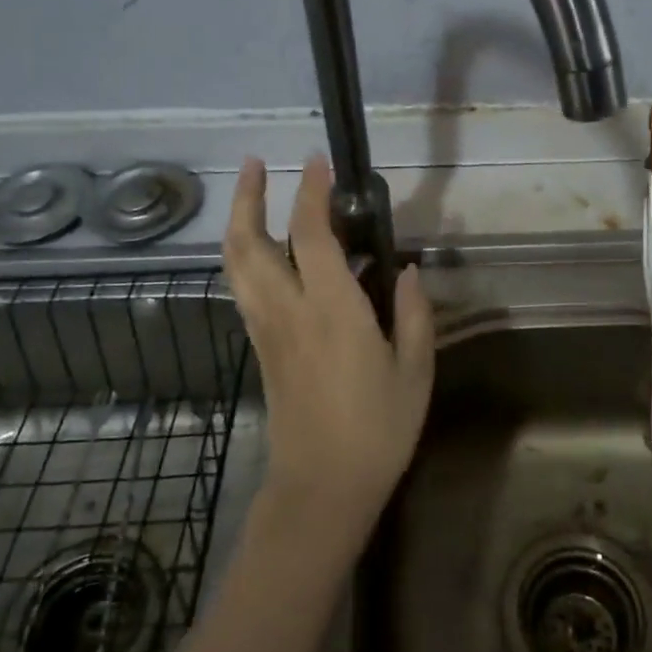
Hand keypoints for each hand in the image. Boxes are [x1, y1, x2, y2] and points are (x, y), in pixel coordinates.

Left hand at [221, 155, 434, 537]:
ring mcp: (266, 330)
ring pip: (236, 266)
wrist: (321, 489)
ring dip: (237, 222)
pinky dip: (244, 256)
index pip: (310, 236)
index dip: (311, 193)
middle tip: (256, 164)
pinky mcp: (260, 348)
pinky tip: (261, 250)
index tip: (318, 162)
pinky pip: (243, 288)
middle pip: (248, 244)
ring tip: (250, 194)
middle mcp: (288, 311)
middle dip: (248, 198)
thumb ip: (413, 313)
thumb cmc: (377, 430)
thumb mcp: (415, 371)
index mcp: (332, 311)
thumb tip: (404, 269)